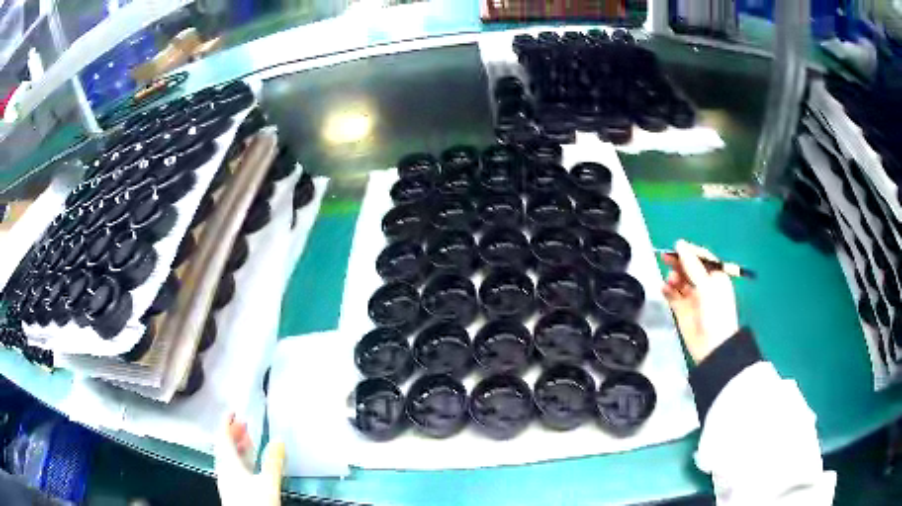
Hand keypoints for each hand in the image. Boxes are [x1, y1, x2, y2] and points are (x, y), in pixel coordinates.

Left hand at [215, 413, 284, 505]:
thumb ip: (273, 462)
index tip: (233, 410)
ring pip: (227, 456)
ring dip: (236, 446)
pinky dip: (238, 458)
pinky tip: (248, 463)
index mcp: (229, 463)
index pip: (223, 436)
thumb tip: (279, 440)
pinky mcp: (231, 488)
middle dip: (233, 433)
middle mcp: (223, 468)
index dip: (226, 422)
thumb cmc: (256, 502)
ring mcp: (226, 479)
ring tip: (248, 440)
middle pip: (224, 445)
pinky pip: (231, 466)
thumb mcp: (268, 482)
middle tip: (244, 423)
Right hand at [662, 240, 738, 363]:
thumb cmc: (716, 312)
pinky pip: (672, 295)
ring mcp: (692, 298)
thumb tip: (680, 244)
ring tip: (670, 280)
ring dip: (673, 277)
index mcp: (716, 277)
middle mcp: (704, 285)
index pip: (702, 258)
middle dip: (678, 262)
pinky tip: (664, 288)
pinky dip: (667, 290)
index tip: (677, 246)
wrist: (712, 345)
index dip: (690, 251)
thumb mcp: (707, 285)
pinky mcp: (681, 310)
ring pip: (679, 281)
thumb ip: (692, 265)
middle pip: (689, 268)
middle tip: (665, 257)